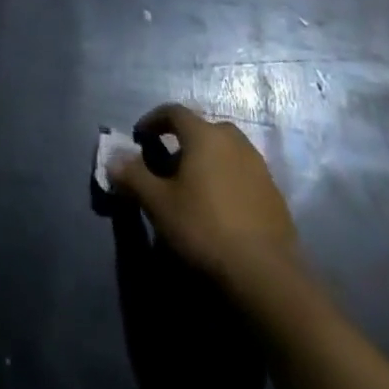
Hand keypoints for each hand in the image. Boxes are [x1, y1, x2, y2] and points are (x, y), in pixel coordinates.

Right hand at [111, 103, 299, 287]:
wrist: (266, 276)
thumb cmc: (204, 228)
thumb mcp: (158, 203)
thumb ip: (133, 176)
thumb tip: (113, 159)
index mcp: (205, 135)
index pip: (174, 111)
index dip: (153, 120)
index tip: (140, 138)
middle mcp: (234, 142)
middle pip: (203, 129)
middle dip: (183, 141)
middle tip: (168, 164)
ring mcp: (259, 168)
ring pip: (226, 151)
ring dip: (207, 160)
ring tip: (193, 187)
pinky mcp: (275, 196)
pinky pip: (243, 175)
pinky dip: (227, 180)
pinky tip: (220, 209)